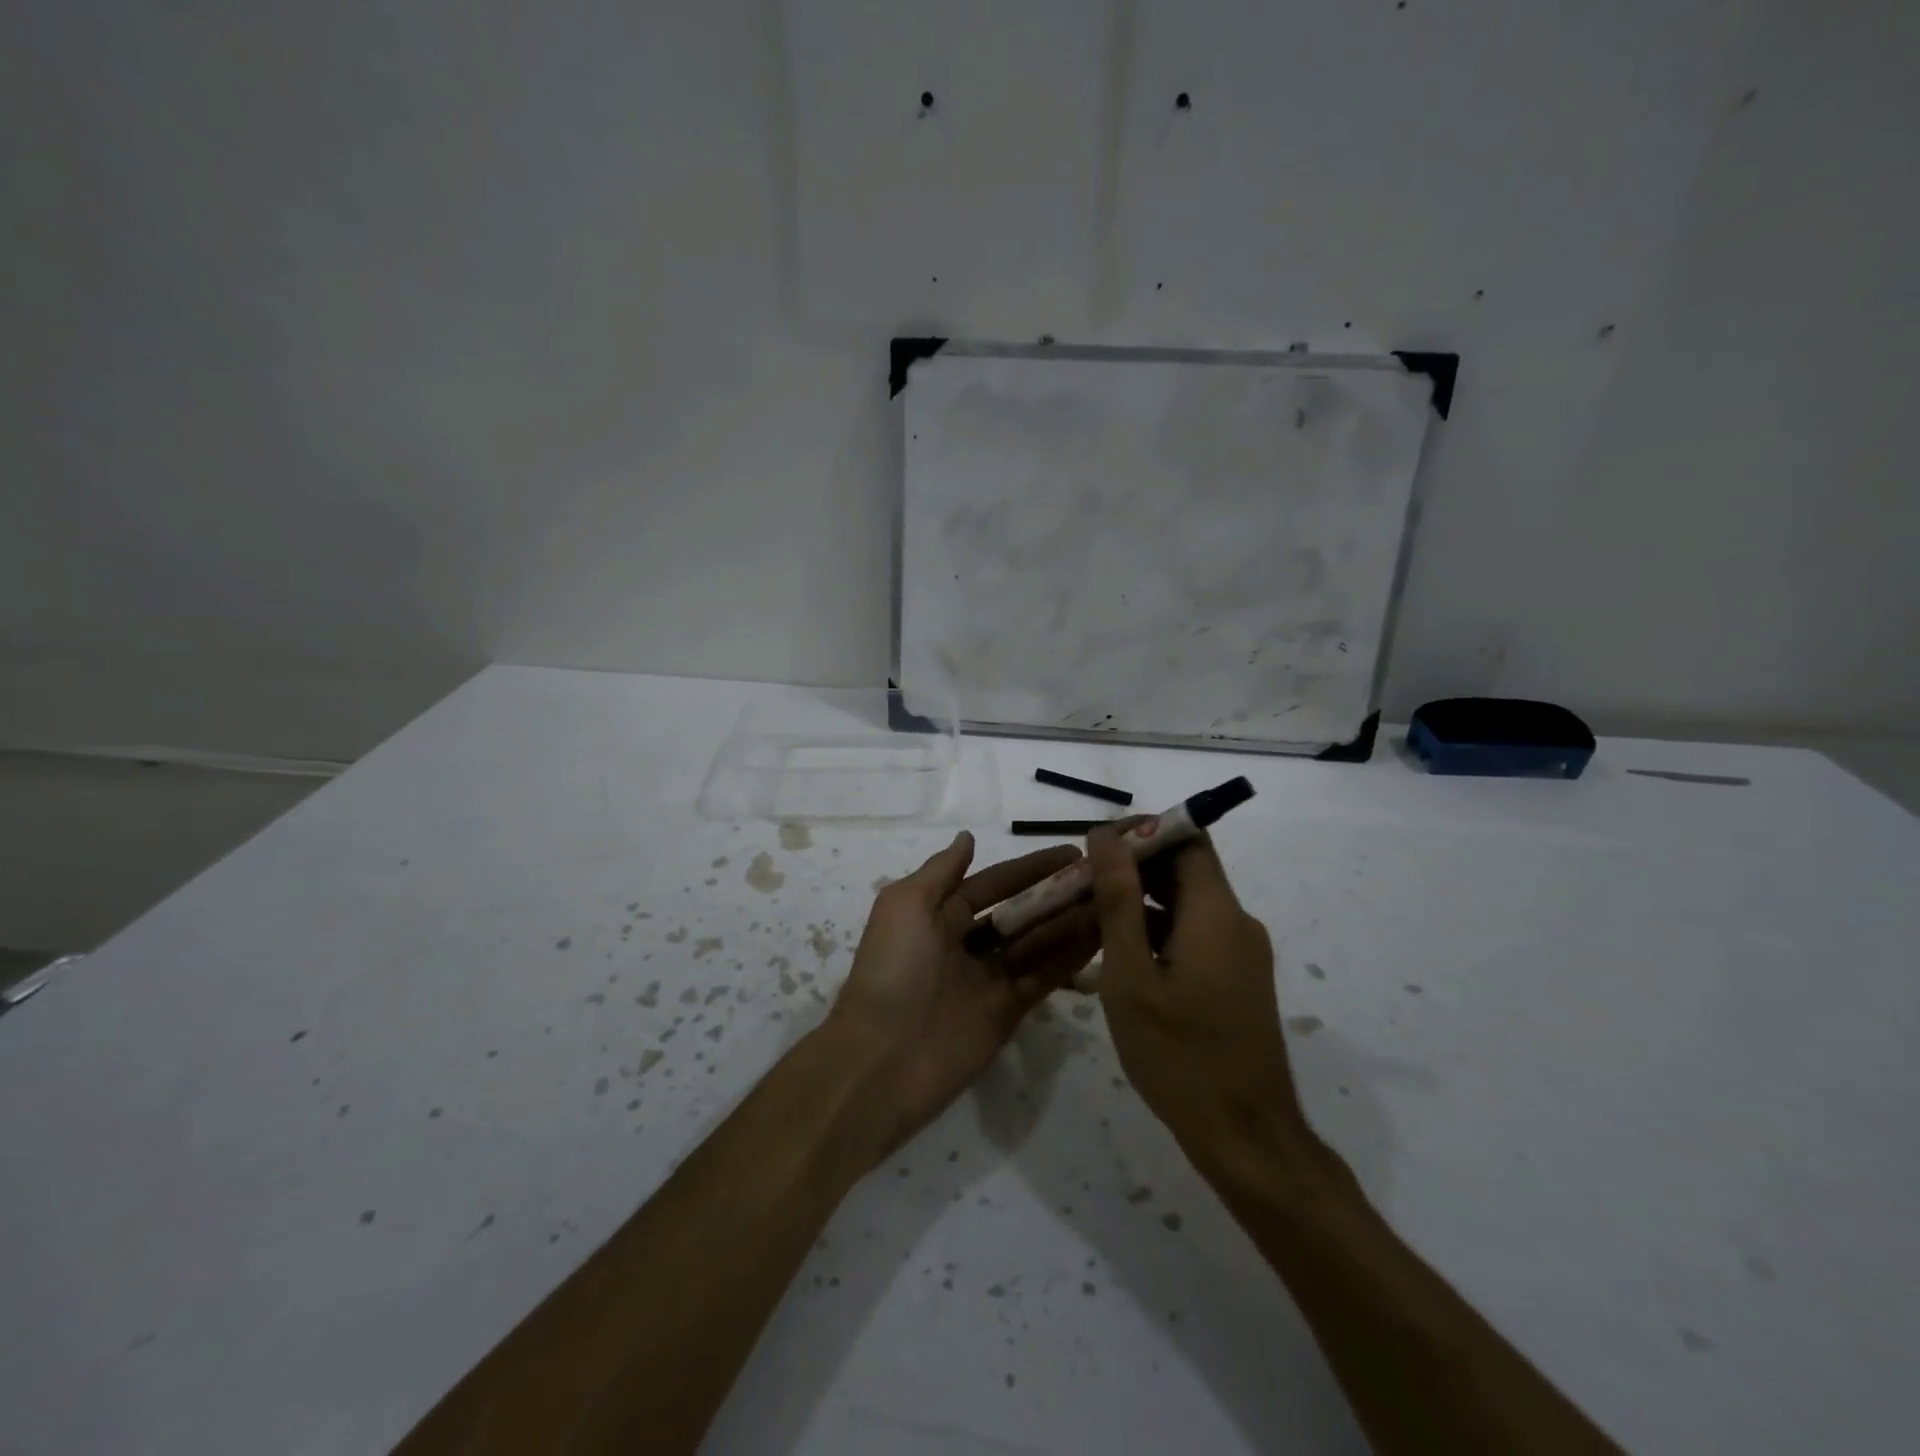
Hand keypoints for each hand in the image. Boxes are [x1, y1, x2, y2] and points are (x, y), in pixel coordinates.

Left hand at [828, 832, 1099, 1160]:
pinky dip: (1070, 958)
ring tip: (1111, 900)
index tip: (1071, 852)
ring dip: (1070, 922)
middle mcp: (967, 944)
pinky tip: (1101, 936)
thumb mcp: (905, 905)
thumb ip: (941, 871)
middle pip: (1020, 912)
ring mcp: (989, 980)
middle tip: (1102, 877)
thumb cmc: (892, 968)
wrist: (883, 1058)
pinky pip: (1043, 978)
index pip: (994, 883)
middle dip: (1056, 894)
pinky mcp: (1008, 1012)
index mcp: (939, 915)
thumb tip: (968, 837)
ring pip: (1038, 943)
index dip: (1030, 868)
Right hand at [1086, 826, 1308, 1172]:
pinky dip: (1158, 932)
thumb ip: (1118, 899)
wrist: (1244, 1135)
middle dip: (1133, 868)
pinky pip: (1195, 935)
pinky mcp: (1238, 979)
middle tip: (1081, 886)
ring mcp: (1241, 953)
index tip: (1096, 847)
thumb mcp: (1131, 975)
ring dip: (1141, 902)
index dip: (1142, 831)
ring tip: (1090, 920)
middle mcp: (1236, 922)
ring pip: (1186, 904)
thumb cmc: (1178, 1055)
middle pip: (1185, 869)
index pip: (1187, 838)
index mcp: (1216, 912)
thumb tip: (1105, 836)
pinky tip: (1120, 958)